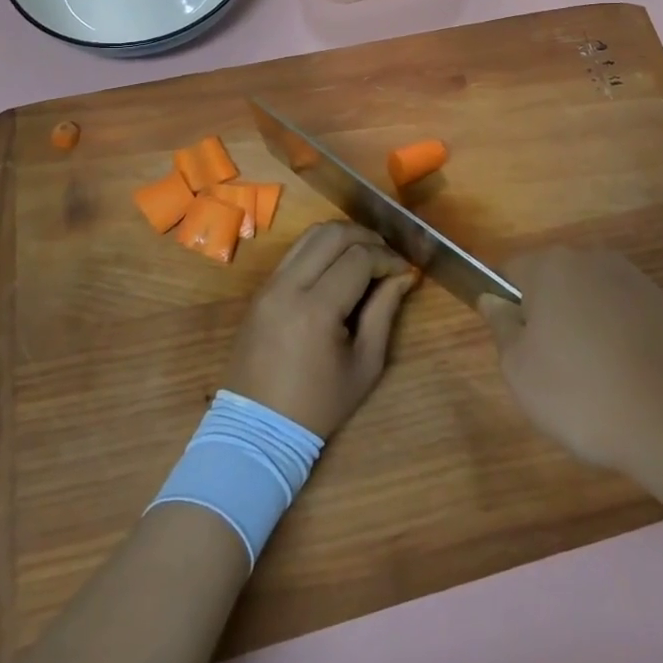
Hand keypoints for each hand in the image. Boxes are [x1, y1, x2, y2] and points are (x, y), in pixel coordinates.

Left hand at [224, 221, 417, 437]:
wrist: (257, 429)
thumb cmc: (318, 405)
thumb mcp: (365, 365)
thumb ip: (385, 312)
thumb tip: (405, 275)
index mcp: (316, 310)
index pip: (359, 258)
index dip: (388, 258)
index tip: (405, 271)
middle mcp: (288, 286)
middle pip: (333, 234)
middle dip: (367, 237)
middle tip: (388, 256)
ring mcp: (269, 285)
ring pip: (310, 235)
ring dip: (343, 236)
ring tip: (365, 255)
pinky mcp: (260, 289)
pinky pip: (294, 252)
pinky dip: (321, 248)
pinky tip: (338, 267)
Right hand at [476, 247, 662, 483]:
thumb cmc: (583, 394)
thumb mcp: (520, 371)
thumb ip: (501, 326)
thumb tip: (493, 299)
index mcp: (551, 266)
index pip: (510, 270)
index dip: (505, 306)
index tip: (515, 347)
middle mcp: (593, 259)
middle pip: (554, 282)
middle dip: (547, 315)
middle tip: (550, 368)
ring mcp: (636, 280)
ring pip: (592, 299)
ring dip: (585, 326)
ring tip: (593, 380)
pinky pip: (627, 317)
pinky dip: (620, 339)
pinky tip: (628, 380)